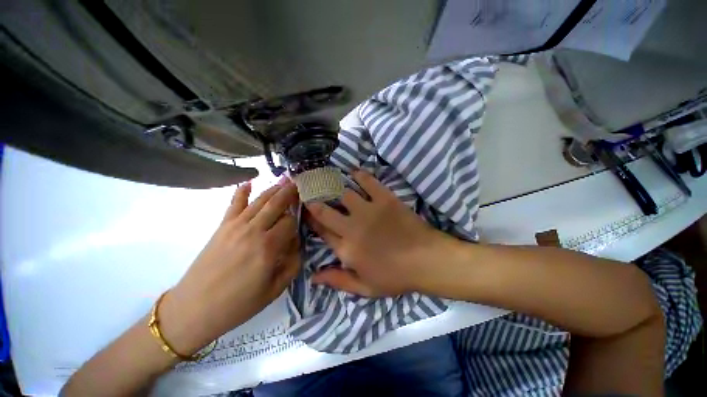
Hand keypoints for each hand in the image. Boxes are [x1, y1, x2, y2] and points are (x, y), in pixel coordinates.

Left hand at [159, 181, 299, 354]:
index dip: (297, 222)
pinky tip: (248, 181)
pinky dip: (241, 191)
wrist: (194, 309)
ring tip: (284, 180)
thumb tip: (296, 243)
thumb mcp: (275, 290)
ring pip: (260, 201)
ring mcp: (236, 226)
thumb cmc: (238, 304)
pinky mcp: (222, 226)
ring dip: (273, 189)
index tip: (298, 227)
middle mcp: (254, 231)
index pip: (290, 223)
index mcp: (268, 247)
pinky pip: (233, 204)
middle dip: (289, 193)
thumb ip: (292, 263)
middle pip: (276, 205)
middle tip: (299, 184)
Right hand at [306, 170, 450, 296]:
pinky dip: (359, 175)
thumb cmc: (396, 277)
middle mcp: (352, 227)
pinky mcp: (384, 199)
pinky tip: (354, 172)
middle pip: (325, 211)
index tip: (306, 212)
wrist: (426, 260)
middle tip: (311, 193)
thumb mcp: (365, 288)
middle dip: (315, 201)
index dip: (312, 221)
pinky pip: (368, 182)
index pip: (322, 232)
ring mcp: (368, 210)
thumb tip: (313, 277)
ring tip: (328, 180)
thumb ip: (338, 280)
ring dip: (334, 187)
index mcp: (346, 249)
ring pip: (343, 194)